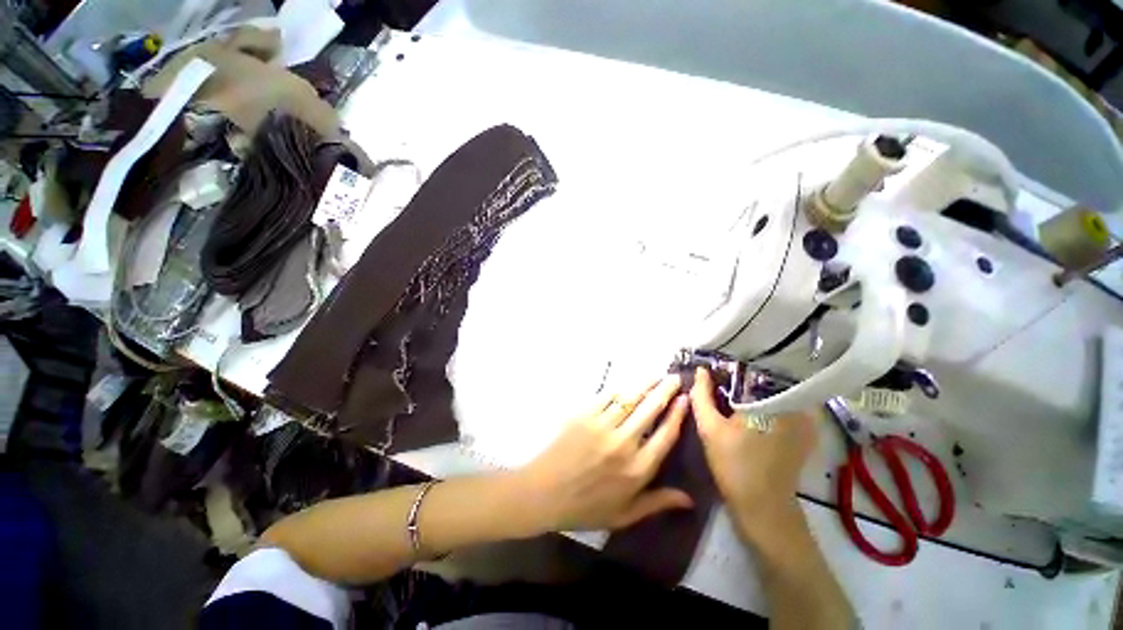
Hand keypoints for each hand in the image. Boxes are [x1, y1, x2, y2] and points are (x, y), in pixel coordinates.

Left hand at [516, 375, 693, 531]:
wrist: (543, 493)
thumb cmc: (585, 507)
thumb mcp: (624, 515)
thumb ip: (657, 503)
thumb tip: (689, 499)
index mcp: (637, 469)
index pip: (666, 435)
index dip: (677, 414)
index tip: (685, 399)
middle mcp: (624, 443)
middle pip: (651, 409)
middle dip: (665, 390)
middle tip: (674, 378)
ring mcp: (602, 425)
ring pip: (630, 397)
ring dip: (645, 384)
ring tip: (656, 375)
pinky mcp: (584, 414)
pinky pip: (606, 395)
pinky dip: (619, 388)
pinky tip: (626, 384)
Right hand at [690, 368, 815, 539]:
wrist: (764, 507)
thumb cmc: (734, 465)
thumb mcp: (709, 428)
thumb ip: (701, 396)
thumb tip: (699, 371)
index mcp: (770, 400)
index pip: (750, 367)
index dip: (729, 364)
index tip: (714, 366)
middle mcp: (793, 403)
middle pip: (764, 376)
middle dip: (741, 375)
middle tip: (719, 377)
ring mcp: (803, 418)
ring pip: (774, 390)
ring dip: (753, 387)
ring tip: (731, 389)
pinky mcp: (805, 431)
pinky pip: (783, 404)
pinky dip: (765, 401)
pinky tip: (748, 407)